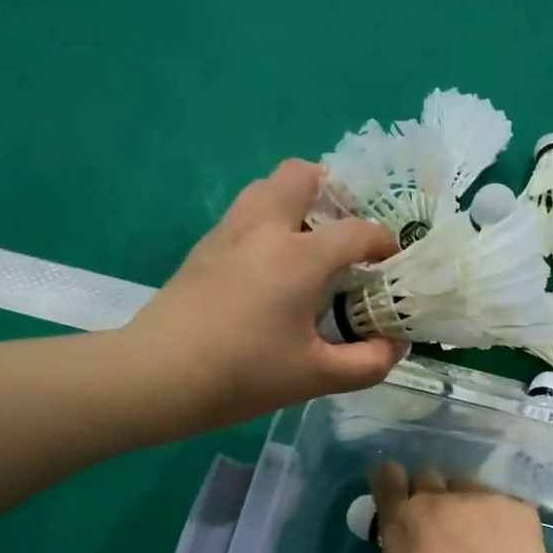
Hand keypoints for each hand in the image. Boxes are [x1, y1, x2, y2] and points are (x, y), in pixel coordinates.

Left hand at [126, 161, 406, 429]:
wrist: (158, 376)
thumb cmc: (243, 375)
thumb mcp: (316, 377)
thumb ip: (368, 363)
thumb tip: (395, 346)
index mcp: (300, 257)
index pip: (357, 232)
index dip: (383, 243)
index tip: (392, 262)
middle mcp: (265, 228)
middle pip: (302, 174)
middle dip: (333, 192)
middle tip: (345, 231)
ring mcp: (229, 232)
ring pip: (267, 186)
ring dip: (296, 200)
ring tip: (310, 241)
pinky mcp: (204, 247)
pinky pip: (245, 211)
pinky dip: (268, 220)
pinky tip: (271, 264)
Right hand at [367, 462, 552, 552]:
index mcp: (404, 522)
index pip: (387, 478)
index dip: (390, 482)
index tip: (398, 493)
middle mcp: (438, 500)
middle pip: (427, 476)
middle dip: (430, 494)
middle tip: (441, 524)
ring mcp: (480, 498)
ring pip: (465, 484)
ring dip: (465, 501)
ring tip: (480, 533)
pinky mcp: (516, 505)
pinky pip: (501, 501)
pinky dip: (500, 517)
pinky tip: (510, 544)